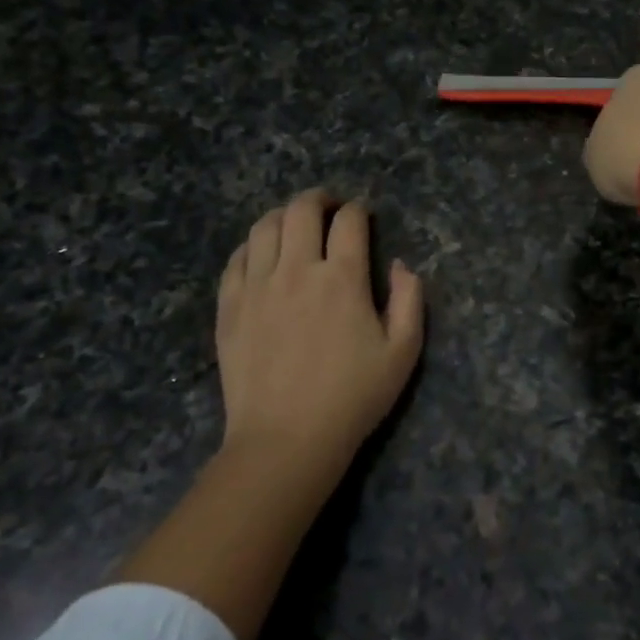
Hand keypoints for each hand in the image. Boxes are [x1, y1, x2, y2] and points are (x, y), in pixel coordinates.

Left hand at [216, 189, 424, 502]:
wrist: (286, 439)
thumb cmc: (353, 397)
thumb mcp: (403, 352)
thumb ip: (410, 299)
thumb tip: (401, 264)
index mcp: (343, 278)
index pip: (349, 221)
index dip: (359, 211)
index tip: (362, 216)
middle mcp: (297, 270)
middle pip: (301, 210)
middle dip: (319, 199)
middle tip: (328, 207)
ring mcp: (257, 286)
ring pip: (264, 226)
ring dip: (283, 215)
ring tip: (294, 224)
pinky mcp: (229, 306)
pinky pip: (236, 258)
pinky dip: (252, 245)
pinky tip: (261, 254)